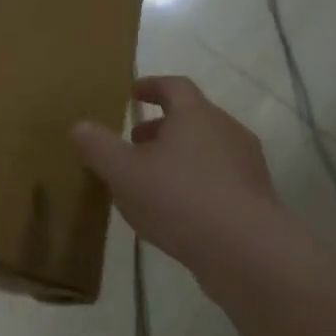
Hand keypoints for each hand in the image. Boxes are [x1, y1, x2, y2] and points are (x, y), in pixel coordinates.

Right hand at [71, 76, 279, 273]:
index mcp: (196, 115)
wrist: (244, 249)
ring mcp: (247, 164)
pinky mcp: (256, 196)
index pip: (174, 87)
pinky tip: (178, 209)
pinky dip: (196, 181)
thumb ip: (98, 147)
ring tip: (153, 179)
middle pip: (193, 117)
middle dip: (161, 126)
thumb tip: (79, 126)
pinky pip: (220, 178)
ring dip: (179, 155)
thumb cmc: (178, 198)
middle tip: (135, 142)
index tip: (133, 93)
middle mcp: (227, 130)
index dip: (151, 86)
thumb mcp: (123, 172)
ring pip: (207, 148)